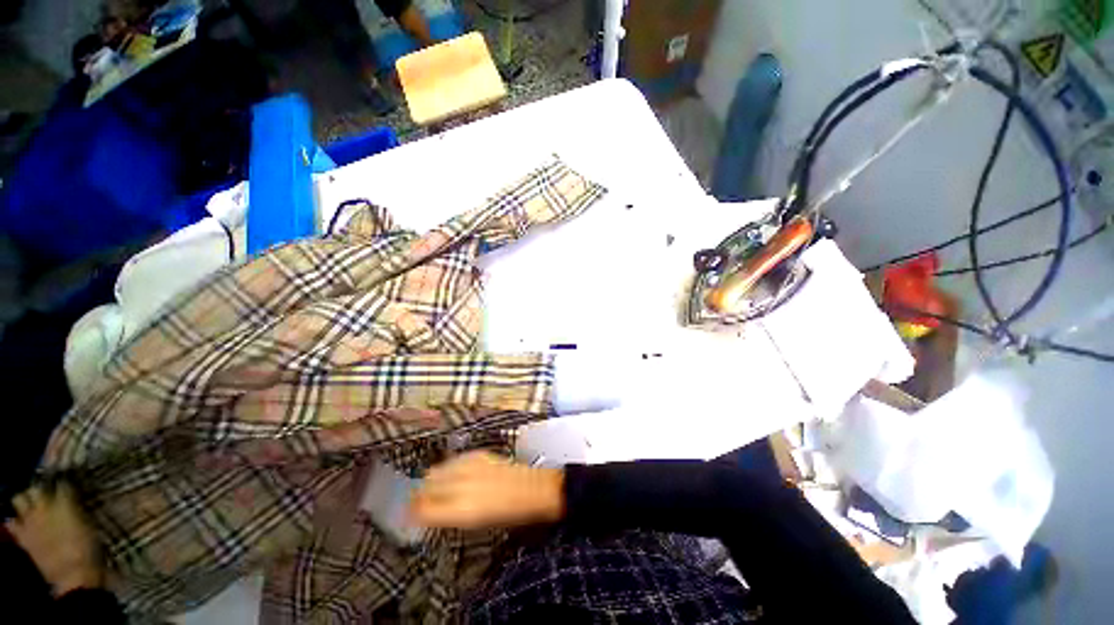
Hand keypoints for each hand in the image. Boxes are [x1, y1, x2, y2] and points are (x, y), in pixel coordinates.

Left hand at [5, 482, 104, 596]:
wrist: (75, 576)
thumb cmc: (89, 550)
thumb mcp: (90, 526)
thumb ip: (78, 510)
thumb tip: (74, 498)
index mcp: (64, 502)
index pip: (62, 483)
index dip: (64, 481)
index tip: (68, 482)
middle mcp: (44, 507)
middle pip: (35, 488)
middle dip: (39, 489)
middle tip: (47, 492)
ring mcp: (30, 522)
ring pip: (19, 500)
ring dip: (25, 501)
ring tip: (31, 505)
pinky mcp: (23, 535)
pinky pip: (11, 523)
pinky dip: (14, 520)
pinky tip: (19, 522)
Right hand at [410, 452, 564, 529]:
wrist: (531, 489)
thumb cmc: (506, 515)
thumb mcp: (474, 523)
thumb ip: (446, 516)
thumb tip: (425, 512)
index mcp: (459, 510)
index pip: (421, 509)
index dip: (411, 512)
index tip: (409, 515)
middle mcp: (460, 485)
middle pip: (424, 486)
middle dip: (418, 495)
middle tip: (420, 503)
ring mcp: (468, 466)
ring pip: (435, 470)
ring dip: (432, 480)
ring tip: (437, 488)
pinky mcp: (477, 454)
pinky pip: (452, 461)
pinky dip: (448, 469)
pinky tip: (455, 476)